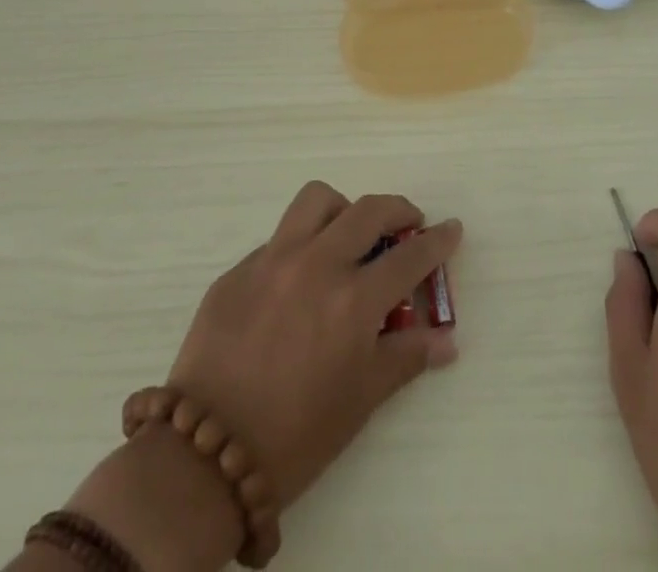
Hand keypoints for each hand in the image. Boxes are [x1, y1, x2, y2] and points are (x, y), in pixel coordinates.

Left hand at [167, 181, 460, 508]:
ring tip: (348, 235)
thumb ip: (405, 357)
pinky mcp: (237, 270)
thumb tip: (446, 340)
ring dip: (343, 210)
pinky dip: (299, 247)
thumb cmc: (296, 435)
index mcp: (352, 300)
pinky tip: (296, 283)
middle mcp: (316, 264)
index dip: (437, 241)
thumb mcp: (360, 400)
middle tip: (408, 224)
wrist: (205, 456)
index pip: (409, 256)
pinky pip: (278, 239)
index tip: (452, 229)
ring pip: (316, 201)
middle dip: (398, 210)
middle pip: (368, 210)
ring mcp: (272, 260)